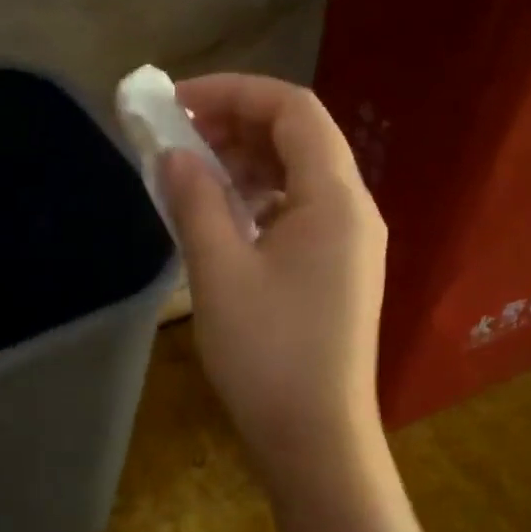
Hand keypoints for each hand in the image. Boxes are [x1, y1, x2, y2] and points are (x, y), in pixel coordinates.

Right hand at [160, 74, 386, 480]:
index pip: (293, 109)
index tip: (178, 102)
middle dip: (237, 125)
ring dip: (247, 164)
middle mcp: (355, 210)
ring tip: (194, 177)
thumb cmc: (268, 354)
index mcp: (335, 198)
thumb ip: (195, 200)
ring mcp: (353, 244)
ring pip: (301, 176)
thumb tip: (175, 155)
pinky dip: (260, 201)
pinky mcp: (340, 273)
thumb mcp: (219, 271)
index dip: (234, 92)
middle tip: (179, 137)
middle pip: (301, 138)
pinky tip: (224, 221)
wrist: (316, 439)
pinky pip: (301, 213)